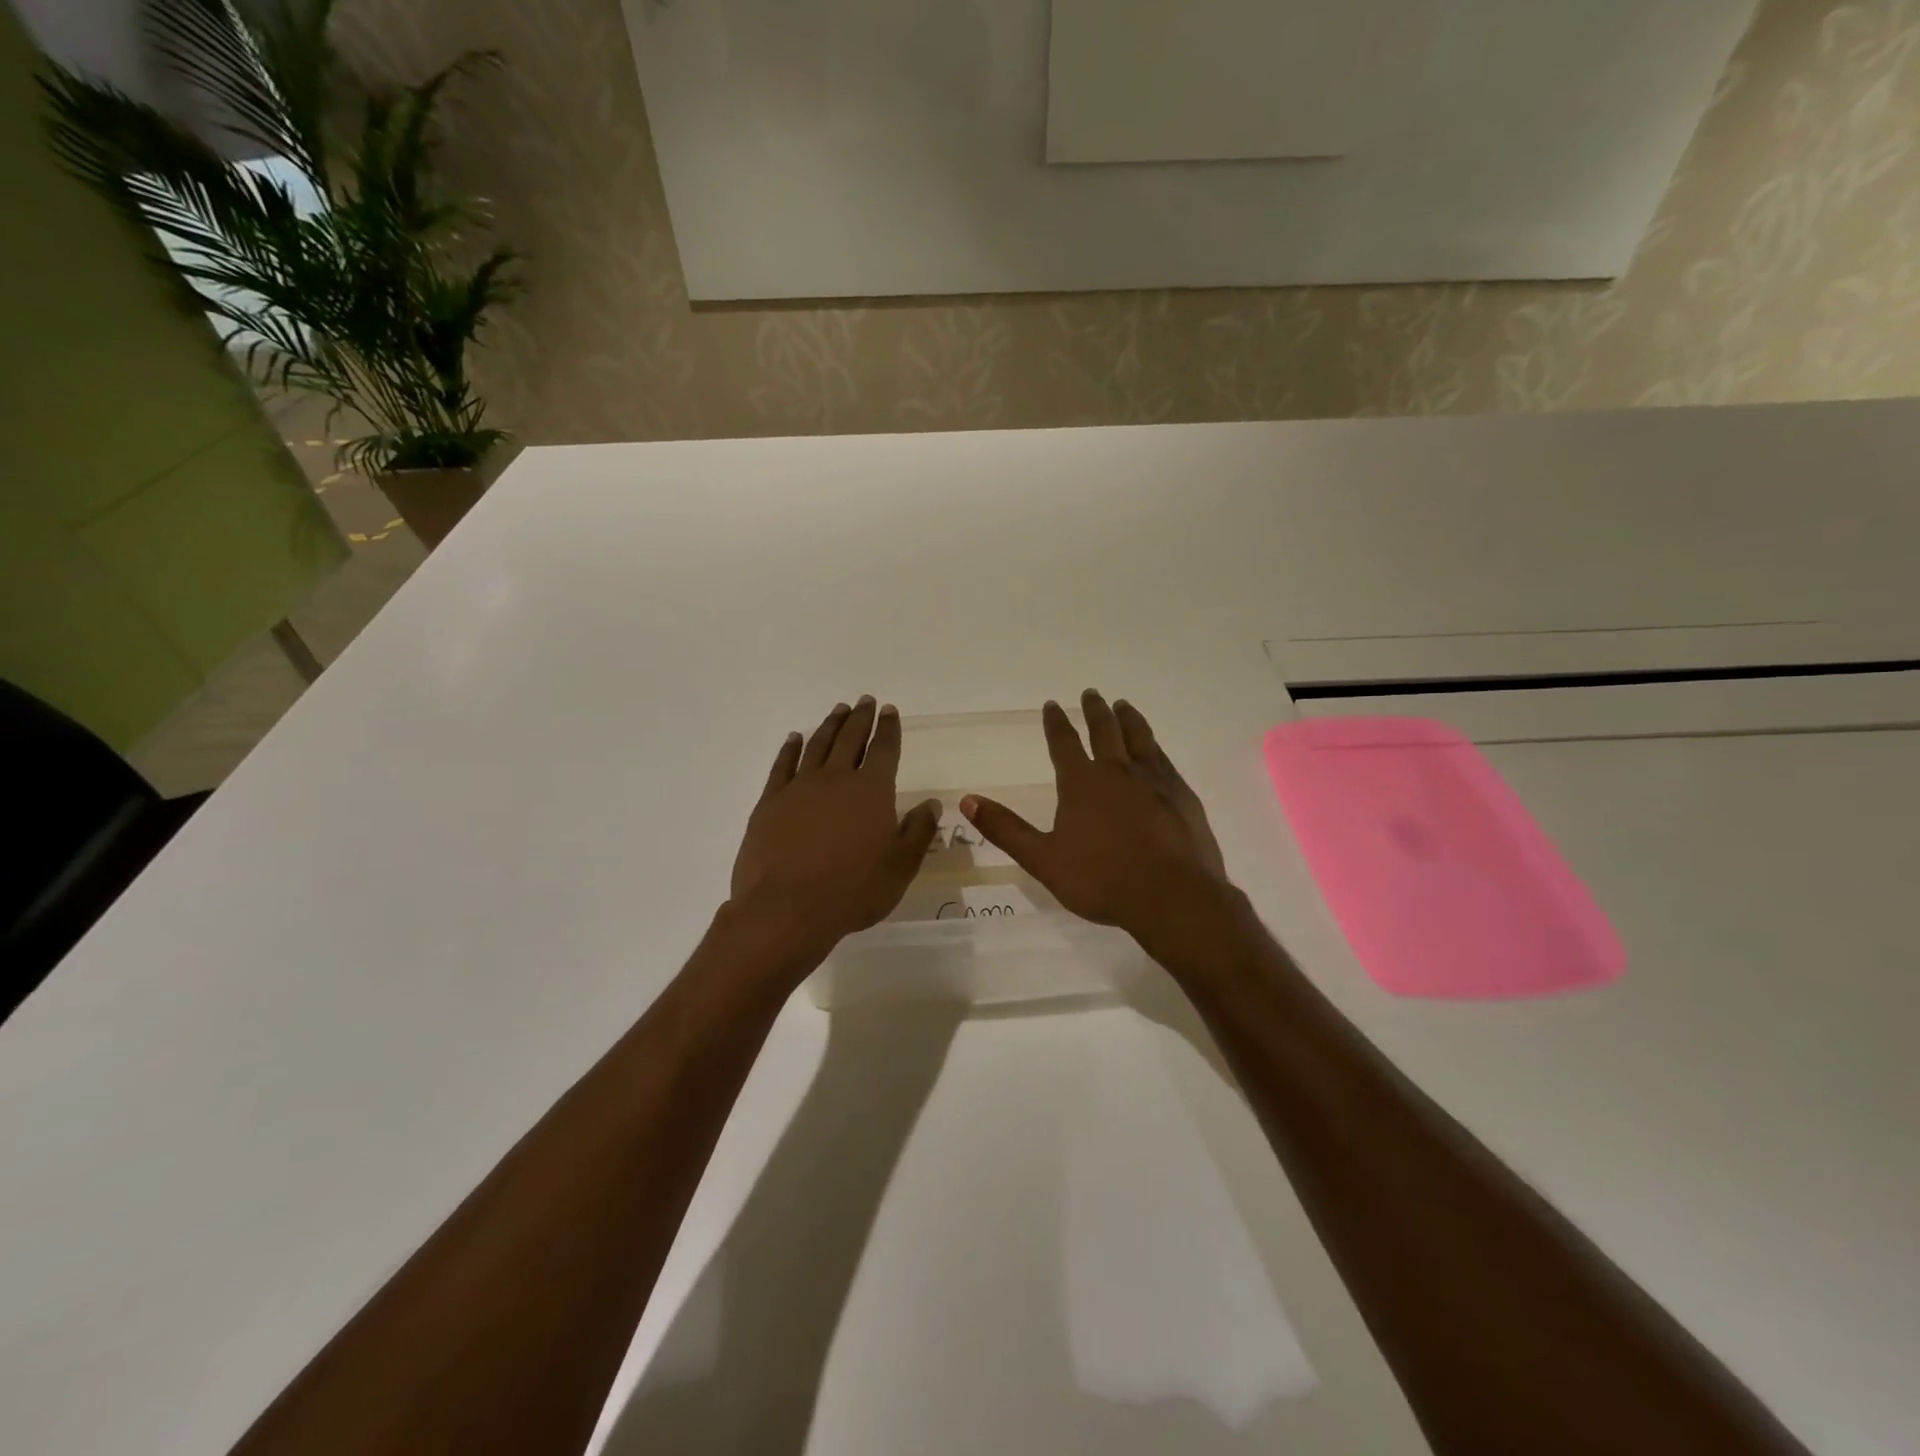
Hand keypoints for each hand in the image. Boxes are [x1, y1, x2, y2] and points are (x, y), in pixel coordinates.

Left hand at [730, 697, 941, 952]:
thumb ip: (918, 832)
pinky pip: (783, 765)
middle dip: (861, 718)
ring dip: (830, 725)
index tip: (890, 710)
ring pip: (818, 745)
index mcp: (872, 790)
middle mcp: (836, 778)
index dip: (889, 728)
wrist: (786, 909)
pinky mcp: (770, 802)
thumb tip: (931, 804)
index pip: (884, 749)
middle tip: (865, 701)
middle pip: (851, 739)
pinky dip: (791, 748)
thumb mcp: (900, 867)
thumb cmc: (852, 891)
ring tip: (838, 710)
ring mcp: (799, 787)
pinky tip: (795, 738)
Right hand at [961, 691, 1232, 943]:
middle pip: (1105, 730)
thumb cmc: (1101, 880)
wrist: (1172, 897)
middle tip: (1091, 693)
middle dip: (1095, 710)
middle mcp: (1118, 772)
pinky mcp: (1182, 795)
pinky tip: (1156, 750)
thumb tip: (967, 800)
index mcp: (1082, 783)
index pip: (1064, 743)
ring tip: (1124, 706)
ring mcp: (1155, 781)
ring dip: (1129, 719)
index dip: (1056, 722)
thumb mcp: (1043, 859)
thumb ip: (1006, 829)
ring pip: (1139, 738)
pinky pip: (1165, 760)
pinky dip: (1155, 747)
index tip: (1052, 705)